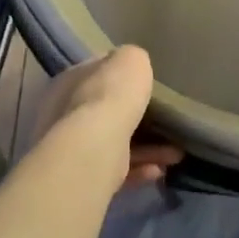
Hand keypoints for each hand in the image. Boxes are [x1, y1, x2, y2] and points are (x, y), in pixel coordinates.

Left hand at [28, 46, 182, 190]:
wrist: (93, 148)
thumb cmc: (110, 96)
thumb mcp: (131, 60)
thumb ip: (133, 61)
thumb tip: (133, 68)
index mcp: (70, 80)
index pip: (97, 73)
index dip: (121, 77)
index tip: (147, 84)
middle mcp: (63, 113)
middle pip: (106, 111)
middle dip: (138, 118)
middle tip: (166, 123)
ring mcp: (71, 147)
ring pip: (115, 143)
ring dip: (147, 148)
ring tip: (175, 154)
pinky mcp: (82, 177)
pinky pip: (116, 169)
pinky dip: (139, 169)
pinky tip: (160, 170)